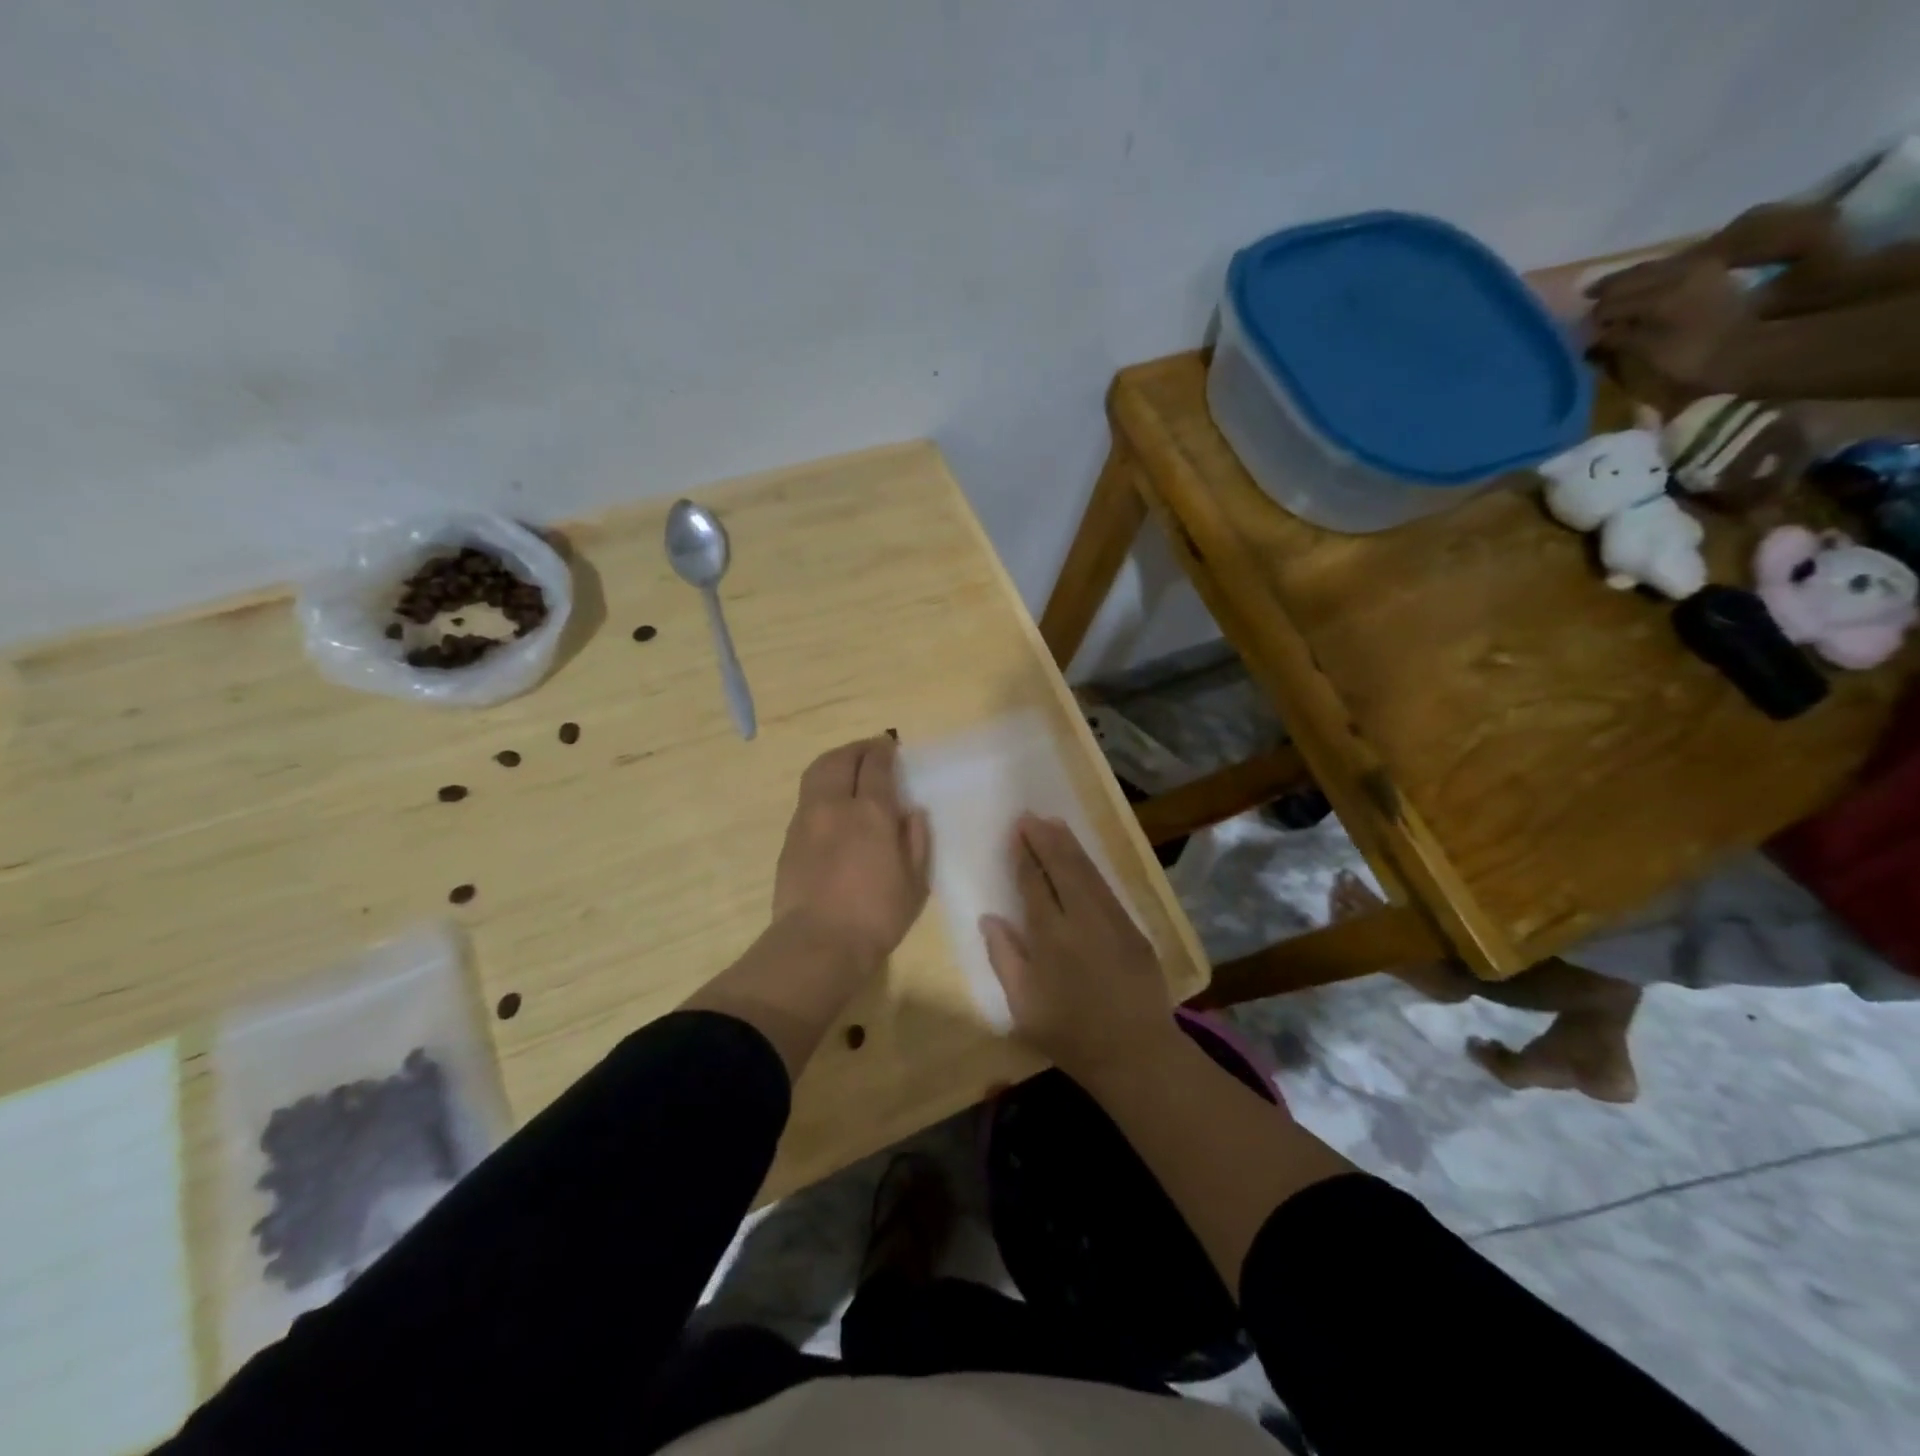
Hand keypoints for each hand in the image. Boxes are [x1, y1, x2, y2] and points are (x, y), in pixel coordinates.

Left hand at [772, 737, 930, 967]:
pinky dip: (822, 787)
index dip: (884, 751)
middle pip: (840, 759)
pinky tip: (832, 804)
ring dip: (835, 762)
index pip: (876, 765)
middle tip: (871, 751)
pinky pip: (807, 798)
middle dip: (857, 749)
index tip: (890, 746)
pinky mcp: (790, 838)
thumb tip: (911, 813)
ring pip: (817, 773)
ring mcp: (806, 820)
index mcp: (870, 813)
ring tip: (849, 768)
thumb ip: (916, 841)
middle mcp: (834, 806)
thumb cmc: (876, 916)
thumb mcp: (915, 883)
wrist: (817, 944)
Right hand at [980, 815, 1173, 1079]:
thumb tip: (989, 918)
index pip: (1034, 884)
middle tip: (1031, 817)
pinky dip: (1091, 867)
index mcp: (1051, 937)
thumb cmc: (1070, 1034)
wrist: (1135, 1053)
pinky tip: (1082, 858)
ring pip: (1087, 872)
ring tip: (1054, 824)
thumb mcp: (1023, 1006)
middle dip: (1045, 839)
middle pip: (1063, 868)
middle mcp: (1082, 919)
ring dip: (1069, 846)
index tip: (1017, 832)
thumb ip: (1004, 958)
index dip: (1025, 856)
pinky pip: (1107, 888)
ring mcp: (1112, 921)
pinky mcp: (1133, 929)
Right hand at [1588, 253, 1754, 392]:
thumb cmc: (1694, 357)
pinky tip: (1640, 290)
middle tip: (1587, 301)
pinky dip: (1649, 279)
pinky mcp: (1711, 272)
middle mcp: (1682, 271)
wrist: (1748, 351)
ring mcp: (1699, 268)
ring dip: (1629, 281)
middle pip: (1634, 276)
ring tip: (1608, 294)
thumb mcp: (1648, 351)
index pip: (1614, 300)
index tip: (1581, 330)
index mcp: (1663, 292)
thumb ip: (1619, 337)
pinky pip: (1671, 268)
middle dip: (1609, 291)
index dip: (1594, 316)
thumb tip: (1594, 333)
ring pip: (1653, 268)